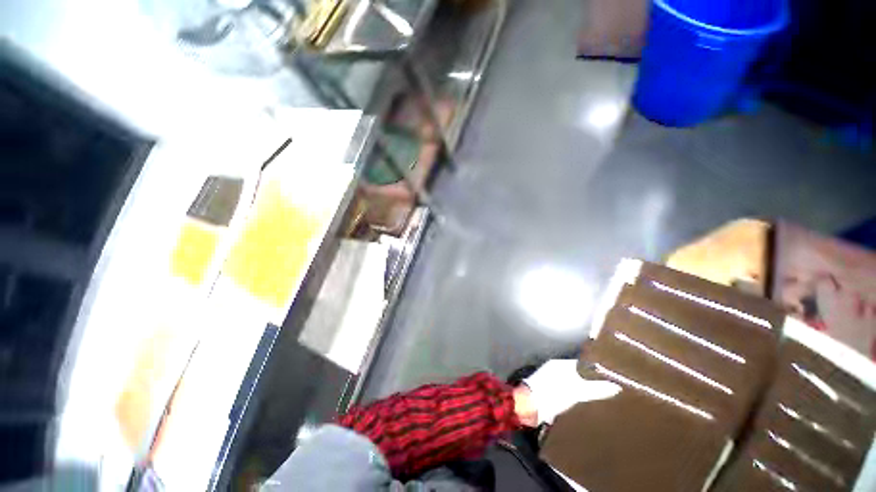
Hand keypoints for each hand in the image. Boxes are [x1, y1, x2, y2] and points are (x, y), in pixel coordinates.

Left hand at [523, 359, 620, 424]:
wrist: (529, 407)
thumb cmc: (552, 394)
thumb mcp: (576, 392)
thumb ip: (595, 389)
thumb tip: (617, 386)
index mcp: (560, 364)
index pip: (582, 363)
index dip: (596, 369)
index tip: (611, 375)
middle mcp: (555, 369)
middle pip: (578, 373)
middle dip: (591, 380)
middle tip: (611, 388)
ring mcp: (552, 380)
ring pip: (573, 382)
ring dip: (584, 388)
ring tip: (603, 396)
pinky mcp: (550, 392)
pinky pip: (568, 391)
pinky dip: (576, 395)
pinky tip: (586, 404)